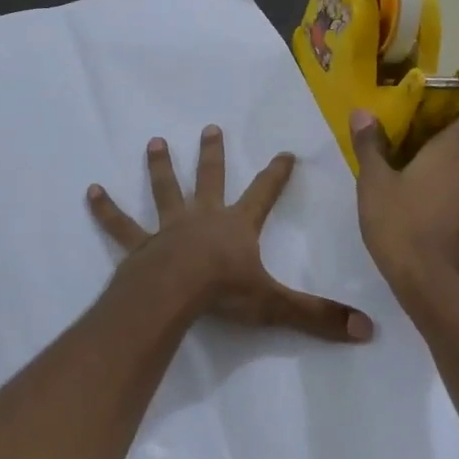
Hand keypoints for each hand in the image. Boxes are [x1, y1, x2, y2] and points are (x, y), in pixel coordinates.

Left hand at [88, 126, 373, 341]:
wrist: (174, 294)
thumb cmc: (224, 293)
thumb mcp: (276, 305)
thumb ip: (318, 316)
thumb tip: (367, 330)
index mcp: (236, 226)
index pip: (263, 194)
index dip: (276, 175)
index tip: (285, 152)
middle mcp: (203, 217)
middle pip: (210, 179)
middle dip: (212, 154)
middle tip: (210, 128)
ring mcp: (169, 228)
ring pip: (165, 191)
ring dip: (161, 167)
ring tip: (156, 142)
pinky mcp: (141, 245)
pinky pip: (121, 225)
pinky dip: (106, 209)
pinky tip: (91, 192)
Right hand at [351, 108, 458, 297]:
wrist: (431, 286)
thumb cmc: (398, 226)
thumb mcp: (373, 184)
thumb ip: (370, 145)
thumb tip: (363, 111)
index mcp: (453, 153)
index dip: (457, 121)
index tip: (436, 132)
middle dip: (451, 167)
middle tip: (421, 184)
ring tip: (436, 217)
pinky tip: (452, 244)